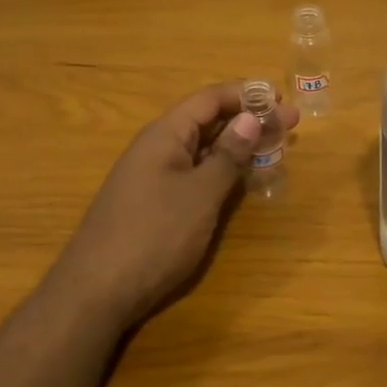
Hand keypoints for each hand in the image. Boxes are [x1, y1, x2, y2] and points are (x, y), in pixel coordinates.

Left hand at [47, 82, 299, 335]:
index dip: (246, 95)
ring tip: (273, 148)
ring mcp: (152, 177)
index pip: (209, 99)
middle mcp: (156, 147)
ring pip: (201, 149)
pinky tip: (239, 181)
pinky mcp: (152, 204)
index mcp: (165, 134)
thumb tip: (250, 118)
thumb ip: (227, 156)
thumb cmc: (154, 235)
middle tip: (291, 125)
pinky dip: (220, 170)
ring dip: (236, 145)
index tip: (282, 100)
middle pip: (207, 121)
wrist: (96, 291)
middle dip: (248, 119)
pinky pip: (192, 173)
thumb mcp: (199, 194)